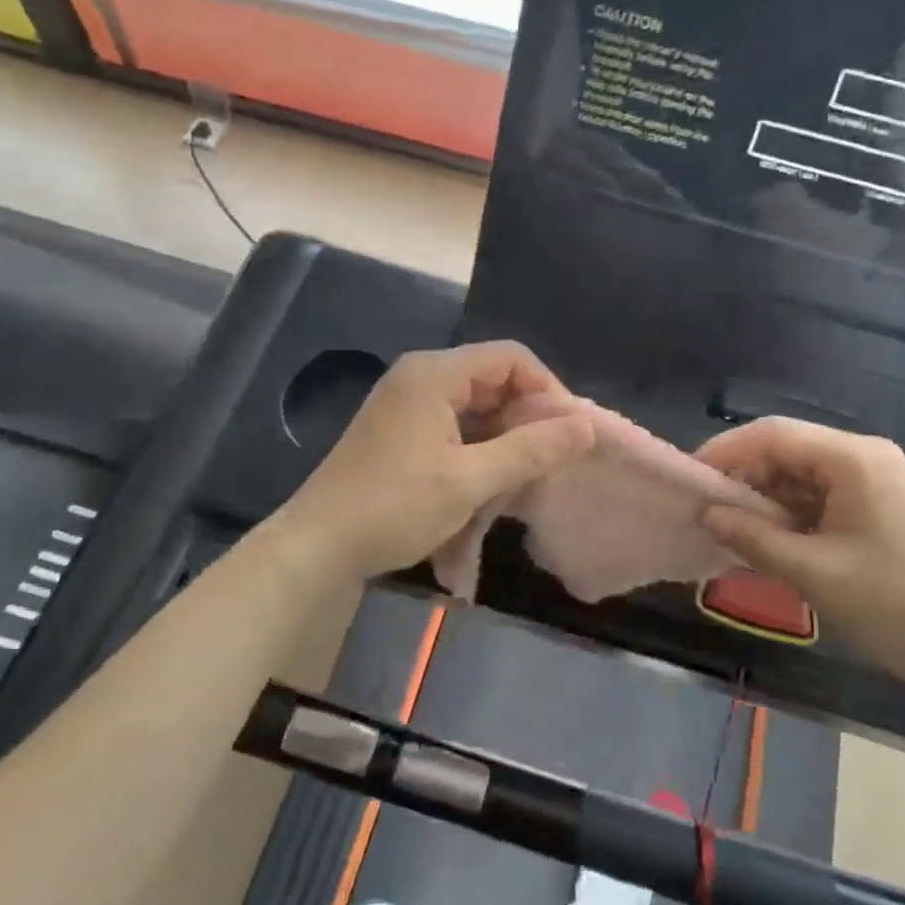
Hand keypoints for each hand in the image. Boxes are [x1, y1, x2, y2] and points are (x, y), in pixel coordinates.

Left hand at [276, 342, 595, 580]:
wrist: (318, 547)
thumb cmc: (394, 506)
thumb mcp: (470, 480)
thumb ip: (531, 449)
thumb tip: (586, 427)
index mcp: (435, 373)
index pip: (511, 357)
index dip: (547, 389)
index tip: (568, 432)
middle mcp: (421, 376)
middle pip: (493, 379)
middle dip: (527, 416)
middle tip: (552, 458)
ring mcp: (408, 403)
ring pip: (477, 406)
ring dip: (505, 436)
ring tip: (526, 475)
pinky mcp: (402, 429)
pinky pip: (456, 425)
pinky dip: (480, 448)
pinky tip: (492, 482)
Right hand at [696, 417, 904, 716]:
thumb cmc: (897, 606)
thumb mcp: (815, 572)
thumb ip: (753, 537)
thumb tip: (706, 514)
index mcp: (854, 458)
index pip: (773, 434)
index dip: (725, 450)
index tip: (689, 478)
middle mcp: (866, 457)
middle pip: (788, 451)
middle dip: (744, 477)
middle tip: (705, 509)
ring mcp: (877, 483)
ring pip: (802, 476)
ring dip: (766, 499)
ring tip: (729, 528)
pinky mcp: (881, 509)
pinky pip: (822, 498)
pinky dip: (791, 516)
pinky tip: (768, 540)